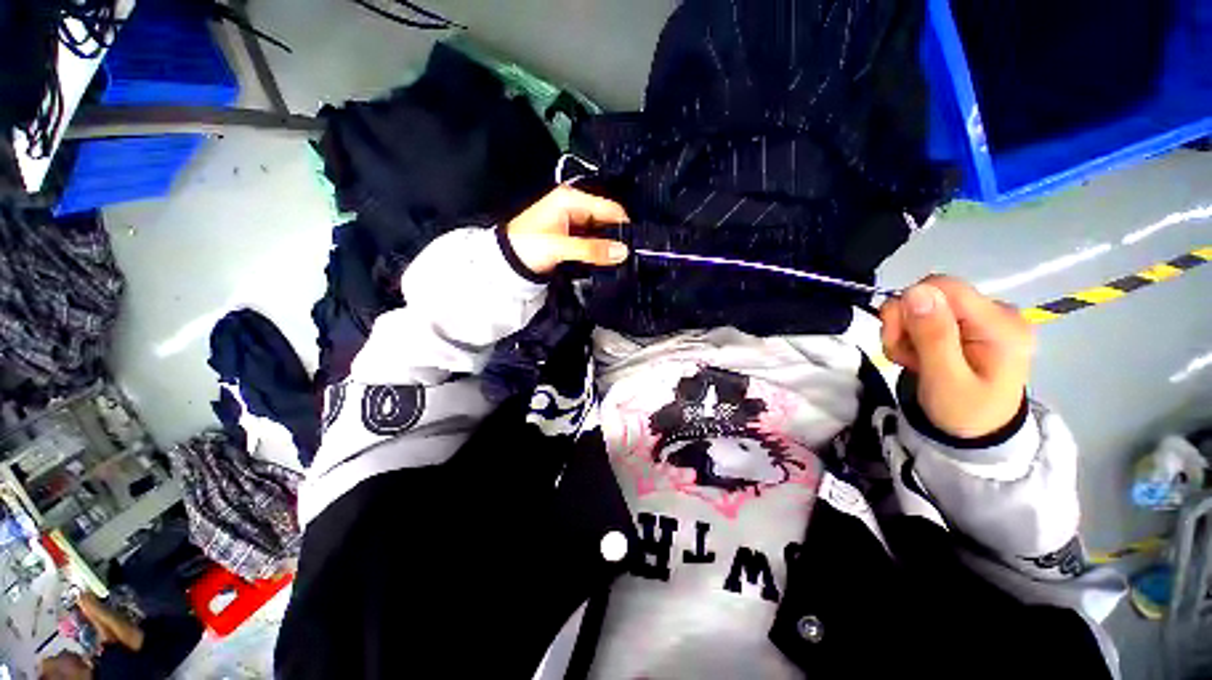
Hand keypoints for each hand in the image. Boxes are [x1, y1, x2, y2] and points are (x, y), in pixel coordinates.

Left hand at [506, 186, 629, 274]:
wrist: (507, 262)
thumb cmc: (527, 247)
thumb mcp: (560, 248)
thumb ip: (592, 250)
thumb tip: (623, 251)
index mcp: (571, 199)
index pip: (609, 208)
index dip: (623, 226)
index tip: (634, 246)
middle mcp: (575, 205)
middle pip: (607, 219)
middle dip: (617, 237)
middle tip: (627, 257)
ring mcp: (574, 220)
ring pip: (601, 232)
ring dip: (608, 246)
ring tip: (618, 261)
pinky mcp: (572, 235)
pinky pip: (593, 240)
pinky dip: (599, 250)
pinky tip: (605, 261)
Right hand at [879, 275, 1033, 438]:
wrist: (976, 433)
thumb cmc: (963, 412)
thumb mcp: (945, 380)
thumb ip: (933, 335)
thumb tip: (915, 291)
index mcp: (1000, 324)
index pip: (943, 287)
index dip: (909, 306)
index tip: (899, 339)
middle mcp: (997, 311)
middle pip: (930, 293)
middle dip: (904, 323)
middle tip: (904, 356)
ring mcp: (983, 316)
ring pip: (922, 304)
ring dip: (904, 331)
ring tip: (912, 360)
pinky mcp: (969, 322)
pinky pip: (926, 314)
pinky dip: (911, 334)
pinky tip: (919, 356)